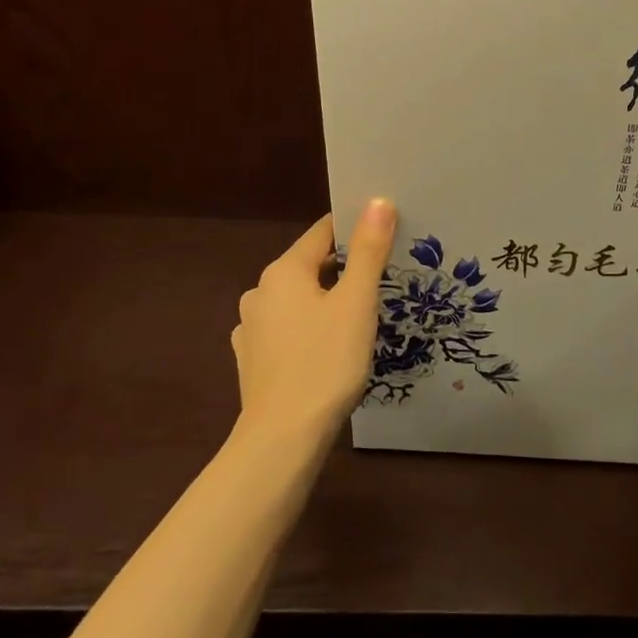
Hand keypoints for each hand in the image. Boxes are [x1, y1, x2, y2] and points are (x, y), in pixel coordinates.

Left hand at [231, 198, 396, 443]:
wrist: (283, 436)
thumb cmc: (326, 362)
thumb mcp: (356, 303)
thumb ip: (368, 250)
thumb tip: (377, 201)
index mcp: (283, 271)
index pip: (323, 232)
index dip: (355, 230)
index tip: (386, 237)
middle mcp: (260, 292)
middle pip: (310, 266)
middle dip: (344, 269)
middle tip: (383, 282)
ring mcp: (251, 327)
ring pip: (298, 300)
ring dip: (325, 301)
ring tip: (359, 319)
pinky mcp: (252, 359)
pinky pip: (287, 330)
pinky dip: (308, 329)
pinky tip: (327, 349)